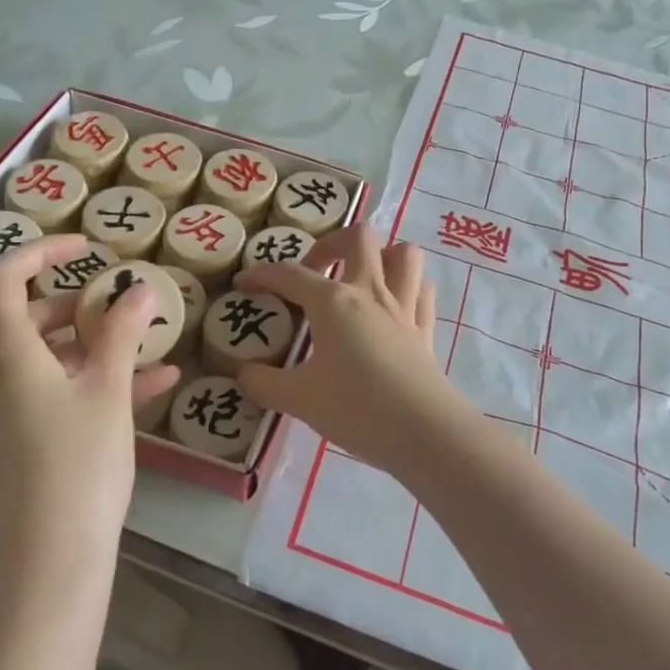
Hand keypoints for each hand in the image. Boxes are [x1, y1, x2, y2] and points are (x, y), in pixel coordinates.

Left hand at [0, 235, 179, 580]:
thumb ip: (123, 334)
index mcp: (7, 354)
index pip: (3, 278)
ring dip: (98, 343)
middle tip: (125, 299)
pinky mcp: (25, 439)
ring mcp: (8, 411)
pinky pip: (60, 392)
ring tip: (151, 339)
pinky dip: (99, 380)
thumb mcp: (108, 391)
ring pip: (51, 357)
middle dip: (81, 303)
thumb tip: (140, 289)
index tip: (89, 247)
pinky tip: (157, 383)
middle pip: (31, 317)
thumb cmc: (78, 464)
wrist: (52, 559)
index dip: (42, 250)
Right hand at [234, 226, 470, 478]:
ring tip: (360, 278)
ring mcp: (404, 307)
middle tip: (315, 271)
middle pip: (358, 237)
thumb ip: (264, 383)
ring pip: (403, 254)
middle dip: (331, 243)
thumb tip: (243, 373)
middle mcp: (370, 292)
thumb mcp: (299, 399)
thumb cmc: (357, 408)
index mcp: (333, 302)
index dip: (262, 275)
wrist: (423, 432)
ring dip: (381, 255)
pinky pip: (421, 290)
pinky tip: (393, 305)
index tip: (243, 284)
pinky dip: (407, 286)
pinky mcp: (425, 329)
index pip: (290, 275)